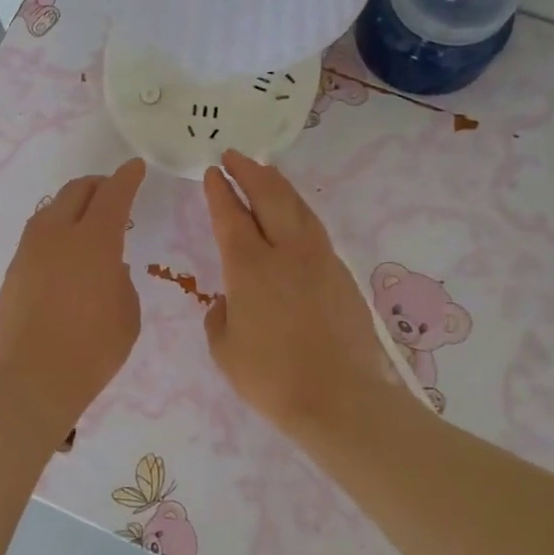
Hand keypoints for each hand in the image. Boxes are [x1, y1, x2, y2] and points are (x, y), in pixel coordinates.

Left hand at [0, 159, 145, 437]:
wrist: (35, 379)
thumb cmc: (94, 350)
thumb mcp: (127, 313)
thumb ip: (120, 279)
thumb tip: (108, 266)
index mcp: (95, 241)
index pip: (114, 195)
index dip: (127, 178)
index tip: (135, 167)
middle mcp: (58, 235)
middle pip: (76, 192)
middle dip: (97, 185)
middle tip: (111, 192)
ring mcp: (30, 251)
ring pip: (51, 210)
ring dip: (71, 205)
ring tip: (84, 219)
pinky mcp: (13, 270)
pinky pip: (36, 236)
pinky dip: (53, 231)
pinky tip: (61, 251)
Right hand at [201, 150, 400, 438]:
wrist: (339, 398)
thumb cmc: (270, 377)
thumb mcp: (225, 349)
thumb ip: (220, 316)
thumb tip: (230, 301)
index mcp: (249, 267)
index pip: (230, 215)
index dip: (219, 190)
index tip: (212, 172)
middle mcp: (285, 252)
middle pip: (269, 196)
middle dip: (249, 172)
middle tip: (234, 156)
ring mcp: (319, 260)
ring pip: (298, 207)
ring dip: (278, 185)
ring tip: (265, 173)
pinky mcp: (341, 274)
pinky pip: (315, 229)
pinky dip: (298, 211)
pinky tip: (294, 216)